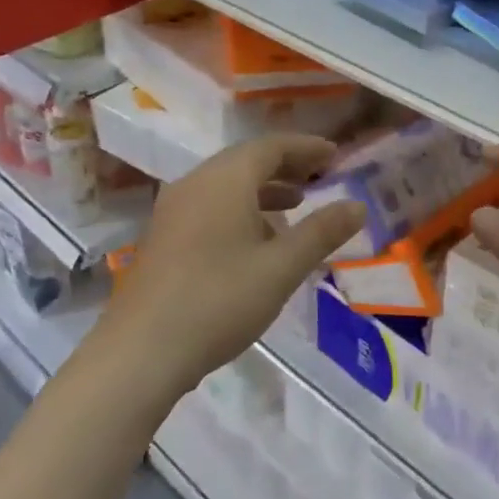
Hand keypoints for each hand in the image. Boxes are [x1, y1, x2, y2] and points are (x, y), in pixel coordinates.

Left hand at [95, 134, 365, 400]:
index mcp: (224, 180)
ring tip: (294, 206)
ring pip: (225, 185)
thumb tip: (357, 206)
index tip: (334, 155)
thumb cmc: (219, 301)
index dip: (305, 148)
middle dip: (284, 166)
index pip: (270, 147)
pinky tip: (255, 241)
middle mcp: (195, 184)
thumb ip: (321, 233)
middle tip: (318, 175)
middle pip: (245, 161)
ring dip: (262, 189)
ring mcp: (173, 210)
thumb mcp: (281, 268)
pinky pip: (209, 205)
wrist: (141, 351)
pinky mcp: (163, 237)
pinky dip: (240, 208)